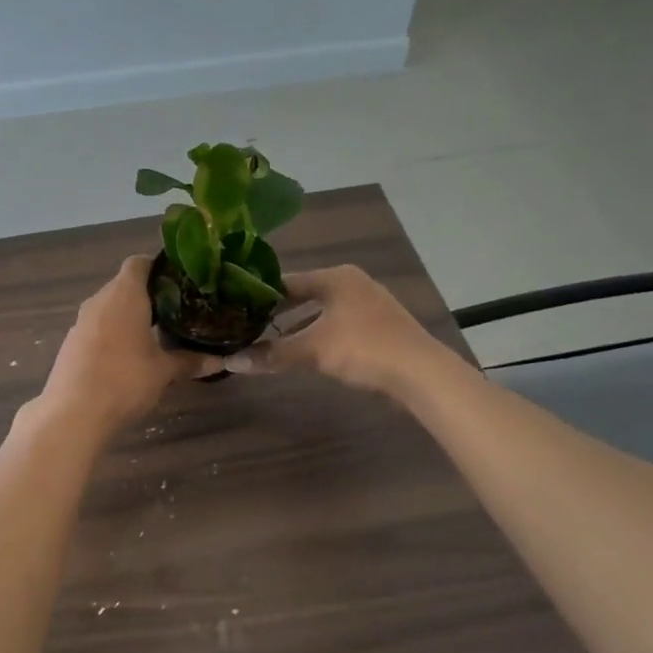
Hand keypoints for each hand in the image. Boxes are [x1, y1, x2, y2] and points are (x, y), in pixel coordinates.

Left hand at [37, 257, 216, 436]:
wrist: (73, 414)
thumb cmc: (125, 381)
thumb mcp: (164, 372)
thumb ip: (190, 361)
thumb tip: (220, 360)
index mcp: (124, 295)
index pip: (139, 263)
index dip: (159, 268)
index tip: (179, 283)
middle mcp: (100, 300)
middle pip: (124, 285)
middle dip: (148, 295)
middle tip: (176, 311)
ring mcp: (81, 321)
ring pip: (109, 307)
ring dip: (129, 316)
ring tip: (156, 334)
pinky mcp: (71, 343)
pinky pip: (97, 327)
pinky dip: (113, 333)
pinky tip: (128, 356)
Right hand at [224, 265, 441, 396]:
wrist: (422, 374)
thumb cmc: (364, 349)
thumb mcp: (313, 350)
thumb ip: (272, 354)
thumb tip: (230, 361)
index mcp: (335, 277)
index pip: (286, 280)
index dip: (260, 295)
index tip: (235, 308)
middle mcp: (352, 283)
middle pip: (305, 294)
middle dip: (278, 312)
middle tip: (247, 324)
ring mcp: (368, 304)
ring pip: (321, 311)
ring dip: (297, 326)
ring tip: (268, 339)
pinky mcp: (378, 327)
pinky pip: (336, 324)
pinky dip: (317, 334)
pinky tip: (304, 351)